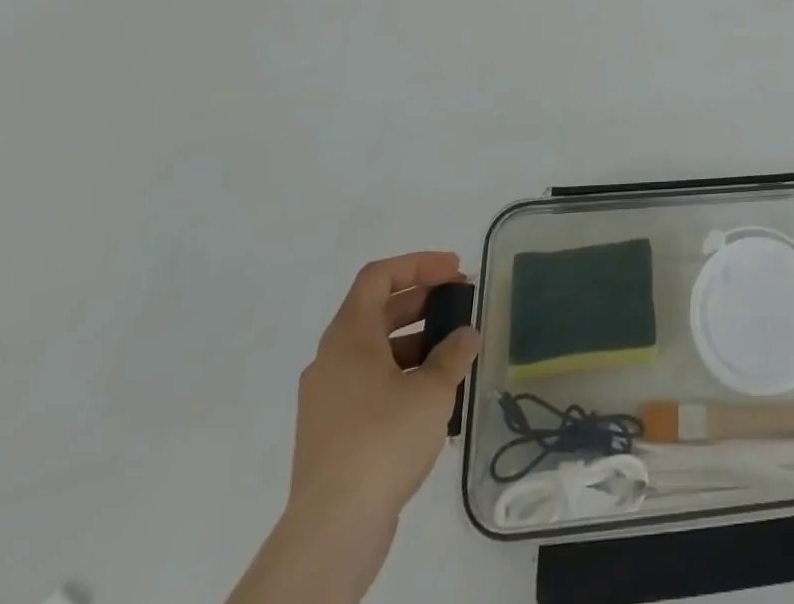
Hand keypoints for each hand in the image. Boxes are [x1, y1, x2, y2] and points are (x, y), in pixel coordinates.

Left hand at [290, 252, 478, 518]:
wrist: (333, 530)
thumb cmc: (383, 440)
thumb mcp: (432, 390)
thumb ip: (453, 353)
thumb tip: (466, 334)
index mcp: (348, 337)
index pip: (379, 277)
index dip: (419, 264)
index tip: (455, 271)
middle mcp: (331, 360)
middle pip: (378, 311)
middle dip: (423, 302)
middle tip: (461, 306)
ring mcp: (328, 399)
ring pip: (375, 351)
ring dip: (416, 342)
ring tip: (455, 354)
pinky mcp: (332, 434)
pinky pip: (370, 385)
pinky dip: (402, 376)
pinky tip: (433, 398)